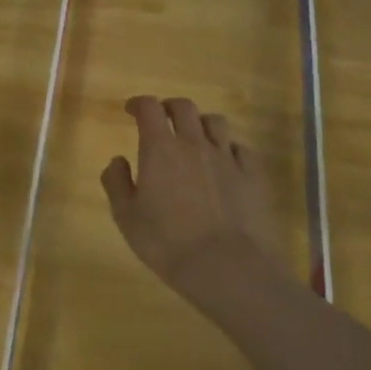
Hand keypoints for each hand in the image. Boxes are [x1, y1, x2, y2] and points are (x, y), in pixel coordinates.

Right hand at [101, 96, 284, 294]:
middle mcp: (195, 144)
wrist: (225, 265)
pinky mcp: (253, 174)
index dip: (139, 104)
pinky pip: (241, 148)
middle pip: (184, 108)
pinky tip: (225, 162)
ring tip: (195, 137)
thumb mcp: (126, 217)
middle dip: (169, 107)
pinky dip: (229, 148)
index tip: (131, 110)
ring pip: (216, 122)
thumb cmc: (166, 242)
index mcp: (160, 149)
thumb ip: (116, 183)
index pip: (149, 109)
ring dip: (201, 123)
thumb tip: (117, 160)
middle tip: (162, 118)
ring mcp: (228, 157)